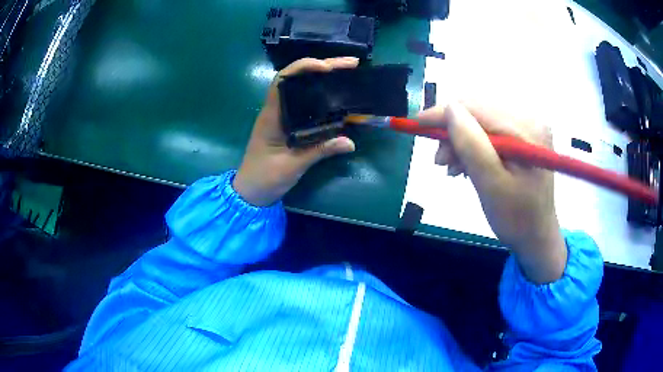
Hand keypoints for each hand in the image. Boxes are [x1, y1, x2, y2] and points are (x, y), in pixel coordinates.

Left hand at [233, 58, 357, 206]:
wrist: (250, 192)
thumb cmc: (265, 178)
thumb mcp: (293, 166)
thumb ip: (319, 151)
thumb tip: (350, 142)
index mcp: (271, 115)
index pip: (283, 80)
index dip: (303, 67)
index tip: (327, 66)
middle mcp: (276, 110)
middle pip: (297, 78)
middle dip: (323, 67)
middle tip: (351, 64)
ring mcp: (282, 116)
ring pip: (302, 88)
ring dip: (323, 78)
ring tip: (348, 73)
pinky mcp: (288, 125)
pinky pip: (305, 103)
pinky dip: (321, 95)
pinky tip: (337, 95)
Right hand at [418, 102, 566, 283]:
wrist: (536, 236)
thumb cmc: (516, 218)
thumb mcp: (491, 185)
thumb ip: (472, 144)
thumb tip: (449, 108)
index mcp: (527, 130)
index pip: (477, 108)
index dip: (444, 114)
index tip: (416, 124)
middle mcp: (530, 119)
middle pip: (479, 112)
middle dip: (453, 132)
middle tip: (440, 161)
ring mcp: (528, 127)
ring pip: (481, 121)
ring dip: (461, 141)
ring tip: (453, 168)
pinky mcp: (523, 136)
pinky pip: (490, 131)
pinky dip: (474, 146)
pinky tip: (467, 164)